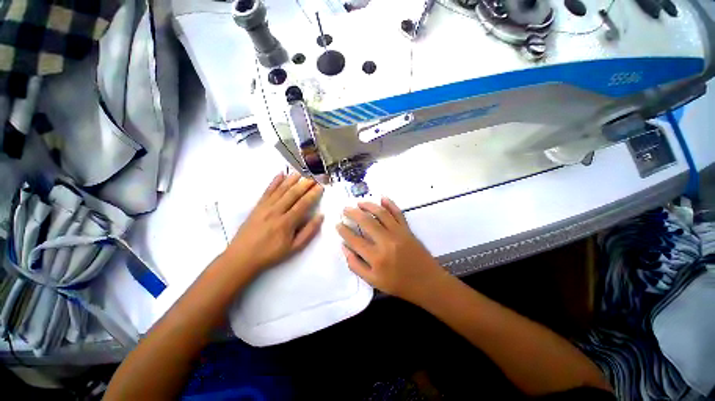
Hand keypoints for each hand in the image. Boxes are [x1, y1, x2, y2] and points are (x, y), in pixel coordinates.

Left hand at [225, 171, 323, 274]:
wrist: (242, 257)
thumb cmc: (271, 254)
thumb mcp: (294, 248)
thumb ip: (309, 231)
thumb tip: (320, 216)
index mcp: (287, 222)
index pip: (303, 203)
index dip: (313, 194)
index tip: (320, 187)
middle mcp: (276, 211)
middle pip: (293, 193)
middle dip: (305, 184)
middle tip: (314, 178)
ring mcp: (265, 207)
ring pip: (281, 189)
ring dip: (291, 180)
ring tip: (301, 172)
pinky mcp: (257, 206)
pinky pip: (267, 191)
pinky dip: (274, 181)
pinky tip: (280, 174)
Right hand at [336, 197, 446, 303]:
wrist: (427, 282)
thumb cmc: (399, 284)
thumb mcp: (373, 281)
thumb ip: (356, 265)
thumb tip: (344, 247)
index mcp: (376, 257)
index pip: (354, 240)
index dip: (344, 230)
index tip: (338, 224)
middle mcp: (386, 241)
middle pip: (366, 221)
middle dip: (353, 213)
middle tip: (345, 209)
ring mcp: (398, 233)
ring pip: (381, 213)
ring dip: (369, 205)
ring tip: (359, 203)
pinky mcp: (407, 229)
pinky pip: (398, 213)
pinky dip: (390, 204)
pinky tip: (382, 198)